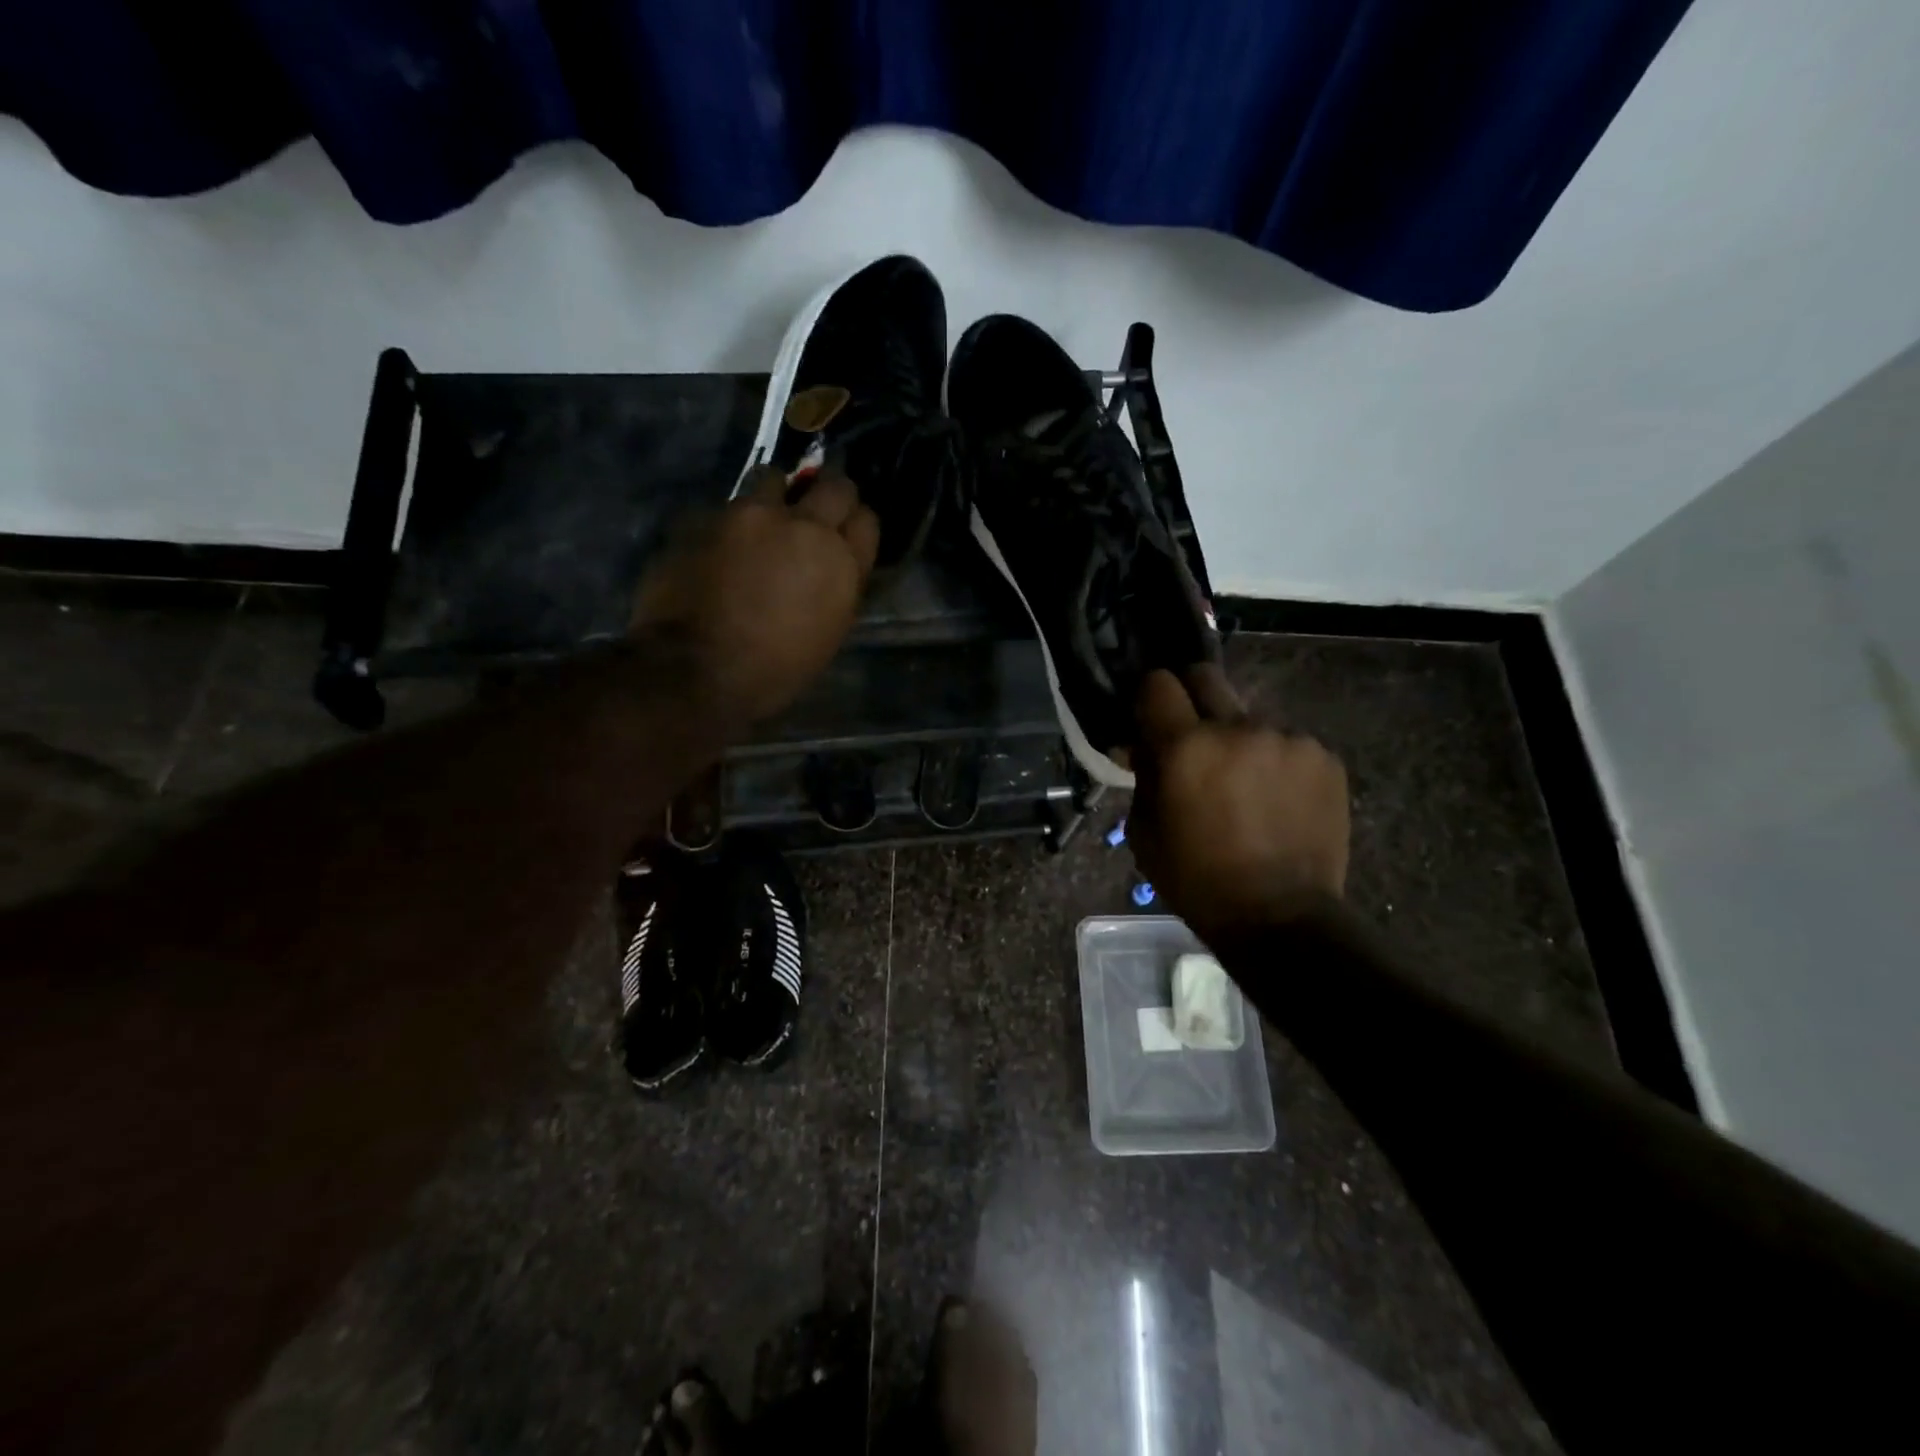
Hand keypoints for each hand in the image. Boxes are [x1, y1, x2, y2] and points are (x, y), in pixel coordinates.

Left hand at [632, 466, 878, 721]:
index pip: (866, 520)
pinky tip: (723, 546)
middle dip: (827, 496)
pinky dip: (734, 521)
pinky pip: (731, 505)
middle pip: (834, 486)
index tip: (843, 534)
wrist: (696, 668)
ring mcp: (754, 515)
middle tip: (812, 515)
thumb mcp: (827, 633)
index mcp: (841, 563)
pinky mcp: (710, 515)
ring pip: (775, 479)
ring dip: (775, 496)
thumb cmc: (774, 669)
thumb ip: (838, 586)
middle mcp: (805, 526)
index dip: (854, 526)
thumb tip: (835, 564)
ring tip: (762, 522)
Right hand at [1129, 665, 1349, 937]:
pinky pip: (1286, 742)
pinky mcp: (1324, 757)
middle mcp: (1237, 728)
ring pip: (1248, 716)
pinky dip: (1275, 761)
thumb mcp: (1144, 832)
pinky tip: (1277, 800)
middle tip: (1193, 737)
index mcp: (1185, 747)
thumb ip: (1142, 776)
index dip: (1150, 698)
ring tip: (1245, 785)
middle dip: (1191, 698)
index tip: (1151, 720)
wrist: (1280, 918)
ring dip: (1238, 739)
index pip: (1158, 683)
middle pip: (1206, 676)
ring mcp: (1287, 739)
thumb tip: (1141, 746)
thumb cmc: (1196, 880)